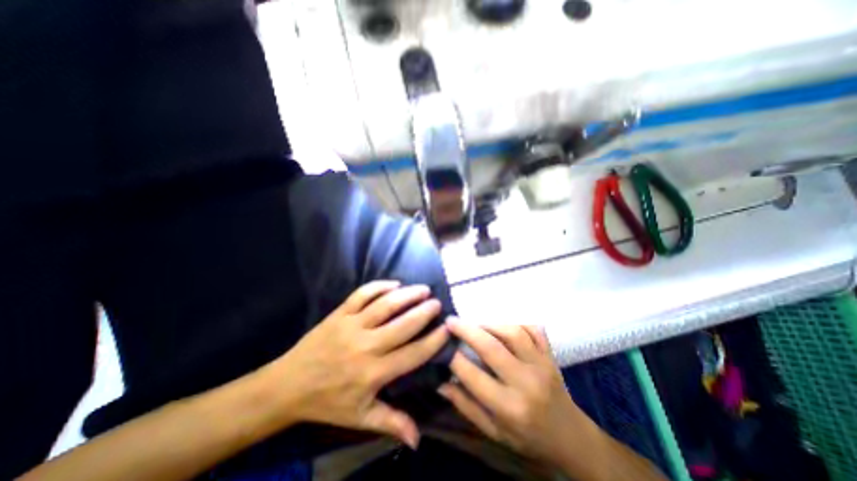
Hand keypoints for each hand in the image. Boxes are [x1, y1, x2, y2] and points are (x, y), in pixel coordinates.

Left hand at [261, 279, 449, 448]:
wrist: (288, 385)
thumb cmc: (328, 402)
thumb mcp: (360, 417)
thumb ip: (391, 423)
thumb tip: (418, 439)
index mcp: (373, 373)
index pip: (412, 354)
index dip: (433, 341)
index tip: (447, 329)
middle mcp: (366, 346)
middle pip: (402, 325)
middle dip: (424, 312)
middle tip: (437, 303)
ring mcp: (351, 326)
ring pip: (385, 305)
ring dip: (407, 295)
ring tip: (422, 289)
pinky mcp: (339, 313)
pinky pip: (362, 295)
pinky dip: (379, 286)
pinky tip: (394, 283)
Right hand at [438, 321, 592, 467]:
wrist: (569, 436)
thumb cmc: (527, 437)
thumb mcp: (493, 431)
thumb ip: (465, 405)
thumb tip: (440, 383)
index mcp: (509, 407)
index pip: (473, 376)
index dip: (453, 357)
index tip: (440, 342)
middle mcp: (526, 383)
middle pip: (492, 347)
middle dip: (467, 330)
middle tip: (451, 320)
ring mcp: (542, 364)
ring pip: (513, 332)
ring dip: (490, 323)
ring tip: (474, 323)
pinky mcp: (550, 354)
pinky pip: (533, 329)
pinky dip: (516, 322)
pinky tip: (503, 325)